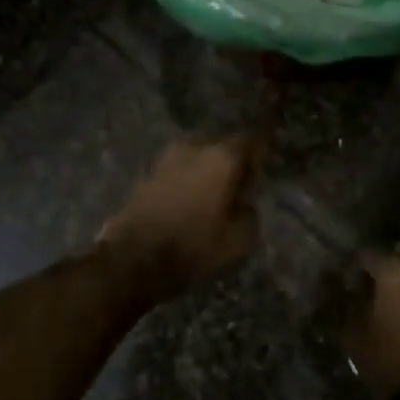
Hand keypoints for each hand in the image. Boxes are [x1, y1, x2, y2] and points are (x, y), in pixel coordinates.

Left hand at [98, 135, 261, 298]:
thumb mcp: (240, 241)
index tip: (266, 165)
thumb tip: (245, 204)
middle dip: (233, 160)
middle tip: (241, 184)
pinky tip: (192, 199)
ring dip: (208, 169)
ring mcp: (167, 158)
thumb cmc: (194, 247)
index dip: (262, 151)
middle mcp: (195, 148)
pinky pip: (180, 169)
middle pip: (223, 145)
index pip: (252, 140)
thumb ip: (250, 214)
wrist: (134, 259)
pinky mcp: (148, 174)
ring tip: (216, 194)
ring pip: (198, 156)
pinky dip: (189, 179)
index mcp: (223, 157)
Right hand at [346, 244, 399, 399]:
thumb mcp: (355, 334)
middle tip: (374, 287)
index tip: (346, 283)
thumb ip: (351, 303)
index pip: (367, 255)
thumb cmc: (390, 362)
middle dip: (387, 265)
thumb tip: (351, 291)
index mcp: (395, 272)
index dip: (354, 268)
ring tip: (398, 301)